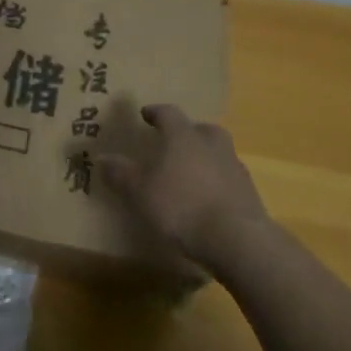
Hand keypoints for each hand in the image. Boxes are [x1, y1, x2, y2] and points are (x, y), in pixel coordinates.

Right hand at [101, 105, 271, 270]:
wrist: (236, 239)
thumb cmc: (181, 206)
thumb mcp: (139, 191)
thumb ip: (120, 173)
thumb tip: (101, 157)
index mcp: (182, 136)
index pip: (168, 113)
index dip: (155, 112)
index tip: (146, 114)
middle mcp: (211, 143)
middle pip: (200, 129)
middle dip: (187, 132)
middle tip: (174, 142)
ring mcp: (234, 166)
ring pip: (218, 152)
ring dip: (205, 156)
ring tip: (191, 173)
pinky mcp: (249, 192)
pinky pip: (229, 177)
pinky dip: (217, 181)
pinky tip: (208, 198)